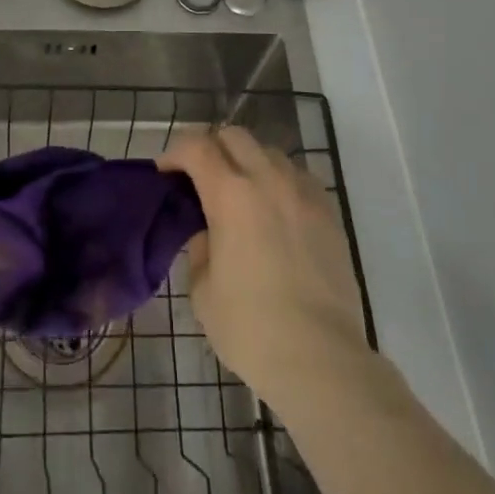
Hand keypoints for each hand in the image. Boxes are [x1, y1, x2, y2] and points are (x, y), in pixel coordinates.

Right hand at [158, 126, 369, 409]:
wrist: (320, 358)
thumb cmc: (250, 328)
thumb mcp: (202, 290)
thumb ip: (199, 249)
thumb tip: (209, 233)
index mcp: (230, 193)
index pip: (196, 146)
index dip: (175, 152)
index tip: (165, 172)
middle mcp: (268, 180)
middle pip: (234, 135)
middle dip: (211, 148)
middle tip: (200, 178)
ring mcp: (303, 193)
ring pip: (270, 151)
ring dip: (247, 161)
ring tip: (241, 194)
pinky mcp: (329, 212)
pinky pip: (299, 176)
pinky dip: (279, 181)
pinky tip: (275, 211)